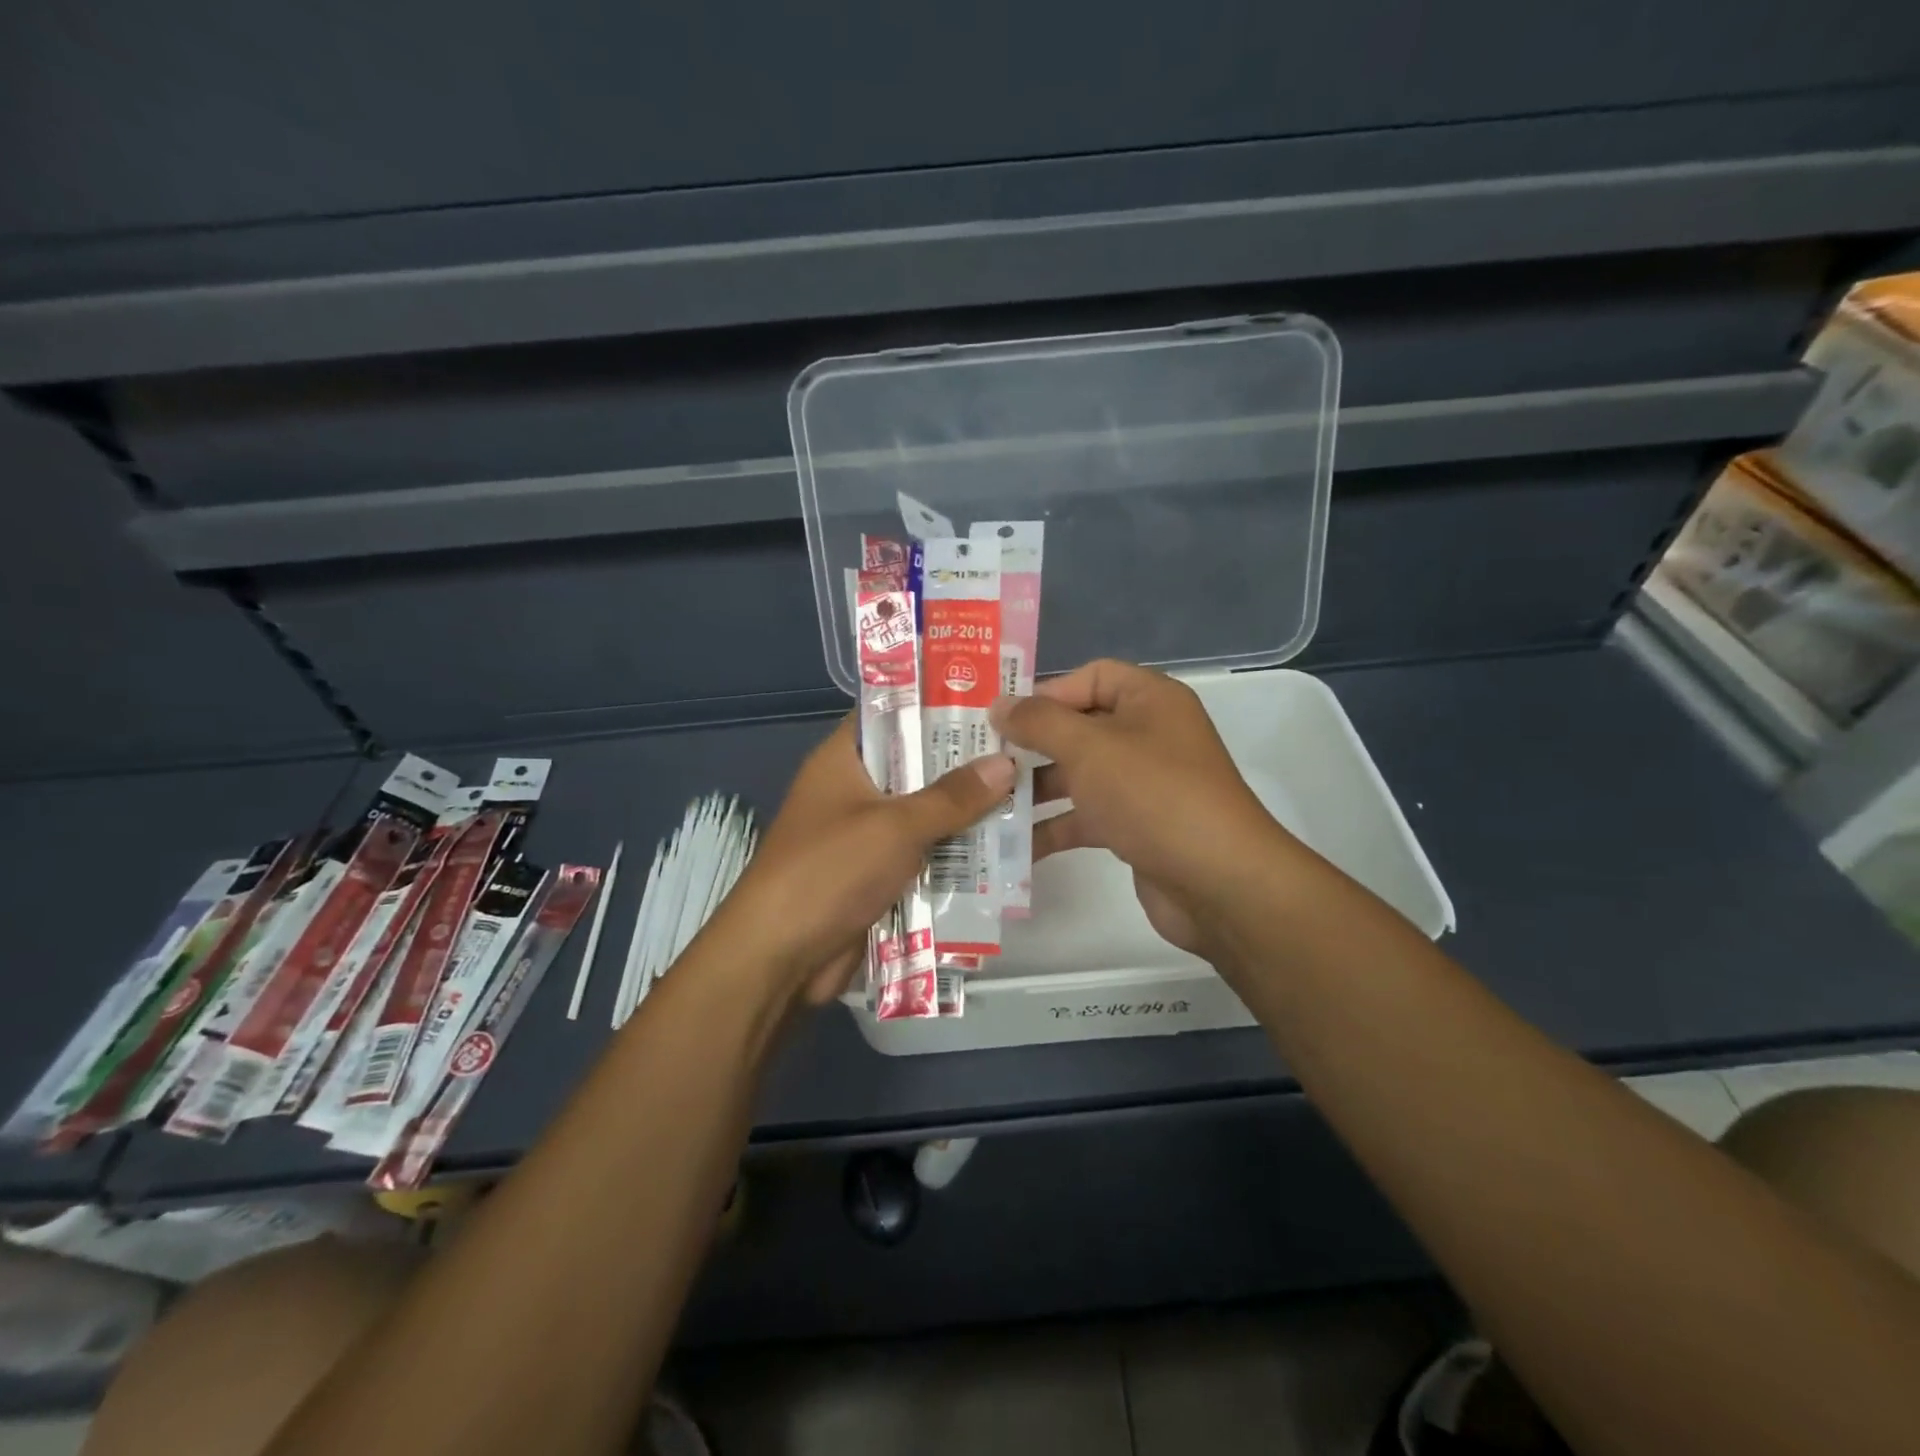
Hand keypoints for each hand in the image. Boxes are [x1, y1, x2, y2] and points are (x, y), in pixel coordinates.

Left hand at [715, 718, 1014, 1005]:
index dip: (939, 702)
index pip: (893, 713)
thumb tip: (1007, 764)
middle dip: (970, 763)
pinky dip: (961, 854)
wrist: (781, 958)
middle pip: (920, 766)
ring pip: (930, 814)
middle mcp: (858, 790)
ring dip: (972, 814)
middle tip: (1030, 747)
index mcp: (846, 759)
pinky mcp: (882, 876)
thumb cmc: (830, 871)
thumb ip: (952, 797)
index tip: (994, 697)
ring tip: (1036, 794)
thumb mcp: (894, 826)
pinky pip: (929, 855)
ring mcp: (870, 835)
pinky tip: (1011, 849)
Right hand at [991, 660, 1291, 960]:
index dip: (1047, 691)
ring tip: (987, 801)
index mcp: (1150, 700)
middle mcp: (1149, 736)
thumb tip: (999, 704)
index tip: (1002, 717)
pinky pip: (1086, 816)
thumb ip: (1039, 721)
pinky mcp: (1136, 827)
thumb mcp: (1090, 748)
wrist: (1217, 882)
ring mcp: (1143, 784)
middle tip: (981, 759)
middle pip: (1079, 727)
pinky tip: (1012, 844)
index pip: (1092, 676)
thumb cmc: (1153, 795)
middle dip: (1032, 744)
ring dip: (1035, 788)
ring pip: (1079, 775)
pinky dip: (1053, 826)